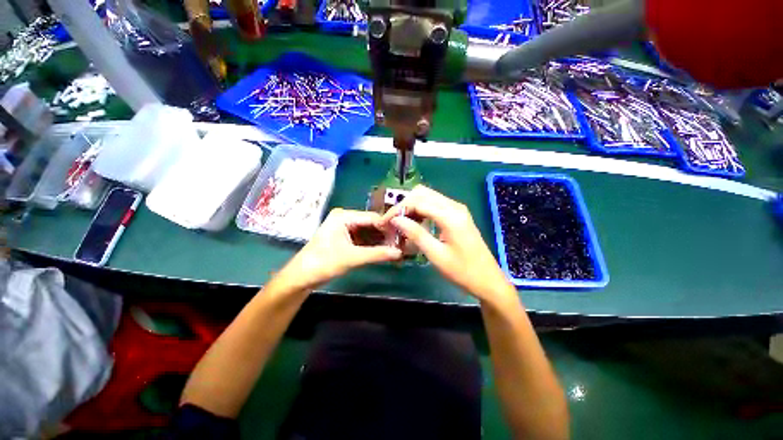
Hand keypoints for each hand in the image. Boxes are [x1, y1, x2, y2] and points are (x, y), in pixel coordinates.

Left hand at [280, 208, 401, 289]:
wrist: (301, 277)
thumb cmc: (323, 263)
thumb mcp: (352, 258)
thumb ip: (377, 254)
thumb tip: (399, 253)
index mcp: (344, 216)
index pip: (372, 218)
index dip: (388, 227)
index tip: (403, 236)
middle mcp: (346, 218)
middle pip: (371, 224)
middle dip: (385, 235)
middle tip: (402, 244)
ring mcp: (345, 228)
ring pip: (369, 232)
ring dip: (380, 241)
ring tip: (396, 248)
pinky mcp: (346, 238)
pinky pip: (364, 239)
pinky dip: (373, 245)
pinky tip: (385, 251)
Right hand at [379, 185, 514, 303]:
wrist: (488, 279)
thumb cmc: (462, 271)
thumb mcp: (436, 254)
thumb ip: (416, 234)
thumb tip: (396, 219)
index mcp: (450, 215)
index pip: (418, 202)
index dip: (398, 210)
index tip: (385, 221)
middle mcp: (454, 206)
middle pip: (422, 193)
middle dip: (404, 204)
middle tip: (392, 221)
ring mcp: (457, 209)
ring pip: (428, 197)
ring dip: (412, 206)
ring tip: (400, 222)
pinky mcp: (457, 214)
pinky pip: (435, 204)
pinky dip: (421, 209)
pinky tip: (415, 222)